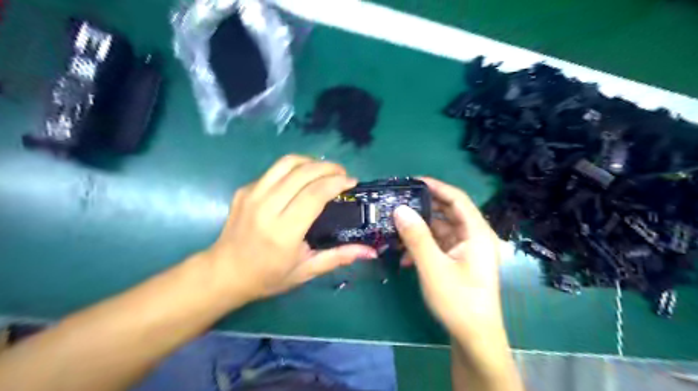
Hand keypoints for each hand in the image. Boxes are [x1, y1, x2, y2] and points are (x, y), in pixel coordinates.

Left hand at [204, 154, 376, 301]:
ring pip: (286, 163)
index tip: (351, 181)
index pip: (314, 194)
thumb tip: (370, 251)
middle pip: (302, 173)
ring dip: (310, 161)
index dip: (336, 182)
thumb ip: (338, 257)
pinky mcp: (244, 190)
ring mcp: (252, 195)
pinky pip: (273, 171)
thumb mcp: (306, 271)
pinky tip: (301, 180)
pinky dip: (293, 169)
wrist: (223, 273)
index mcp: (284, 231)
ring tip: (324, 170)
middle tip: (342, 174)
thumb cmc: (267, 277)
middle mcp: (266, 207)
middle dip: (328, 167)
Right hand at [392, 178, 500, 343]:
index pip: (457, 198)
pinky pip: (439, 245)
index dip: (436, 186)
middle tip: (397, 204)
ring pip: (440, 229)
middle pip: (447, 212)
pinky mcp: (458, 261)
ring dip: (419, 230)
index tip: (412, 181)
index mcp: (476, 233)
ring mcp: (466, 250)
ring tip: (395, 231)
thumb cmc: (458, 301)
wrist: (474, 338)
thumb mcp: (433, 267)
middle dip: (422, 208)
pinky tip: (404, 257)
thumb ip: (416, 236)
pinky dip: (422, 246)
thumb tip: (399, 208)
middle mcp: (474, 237)